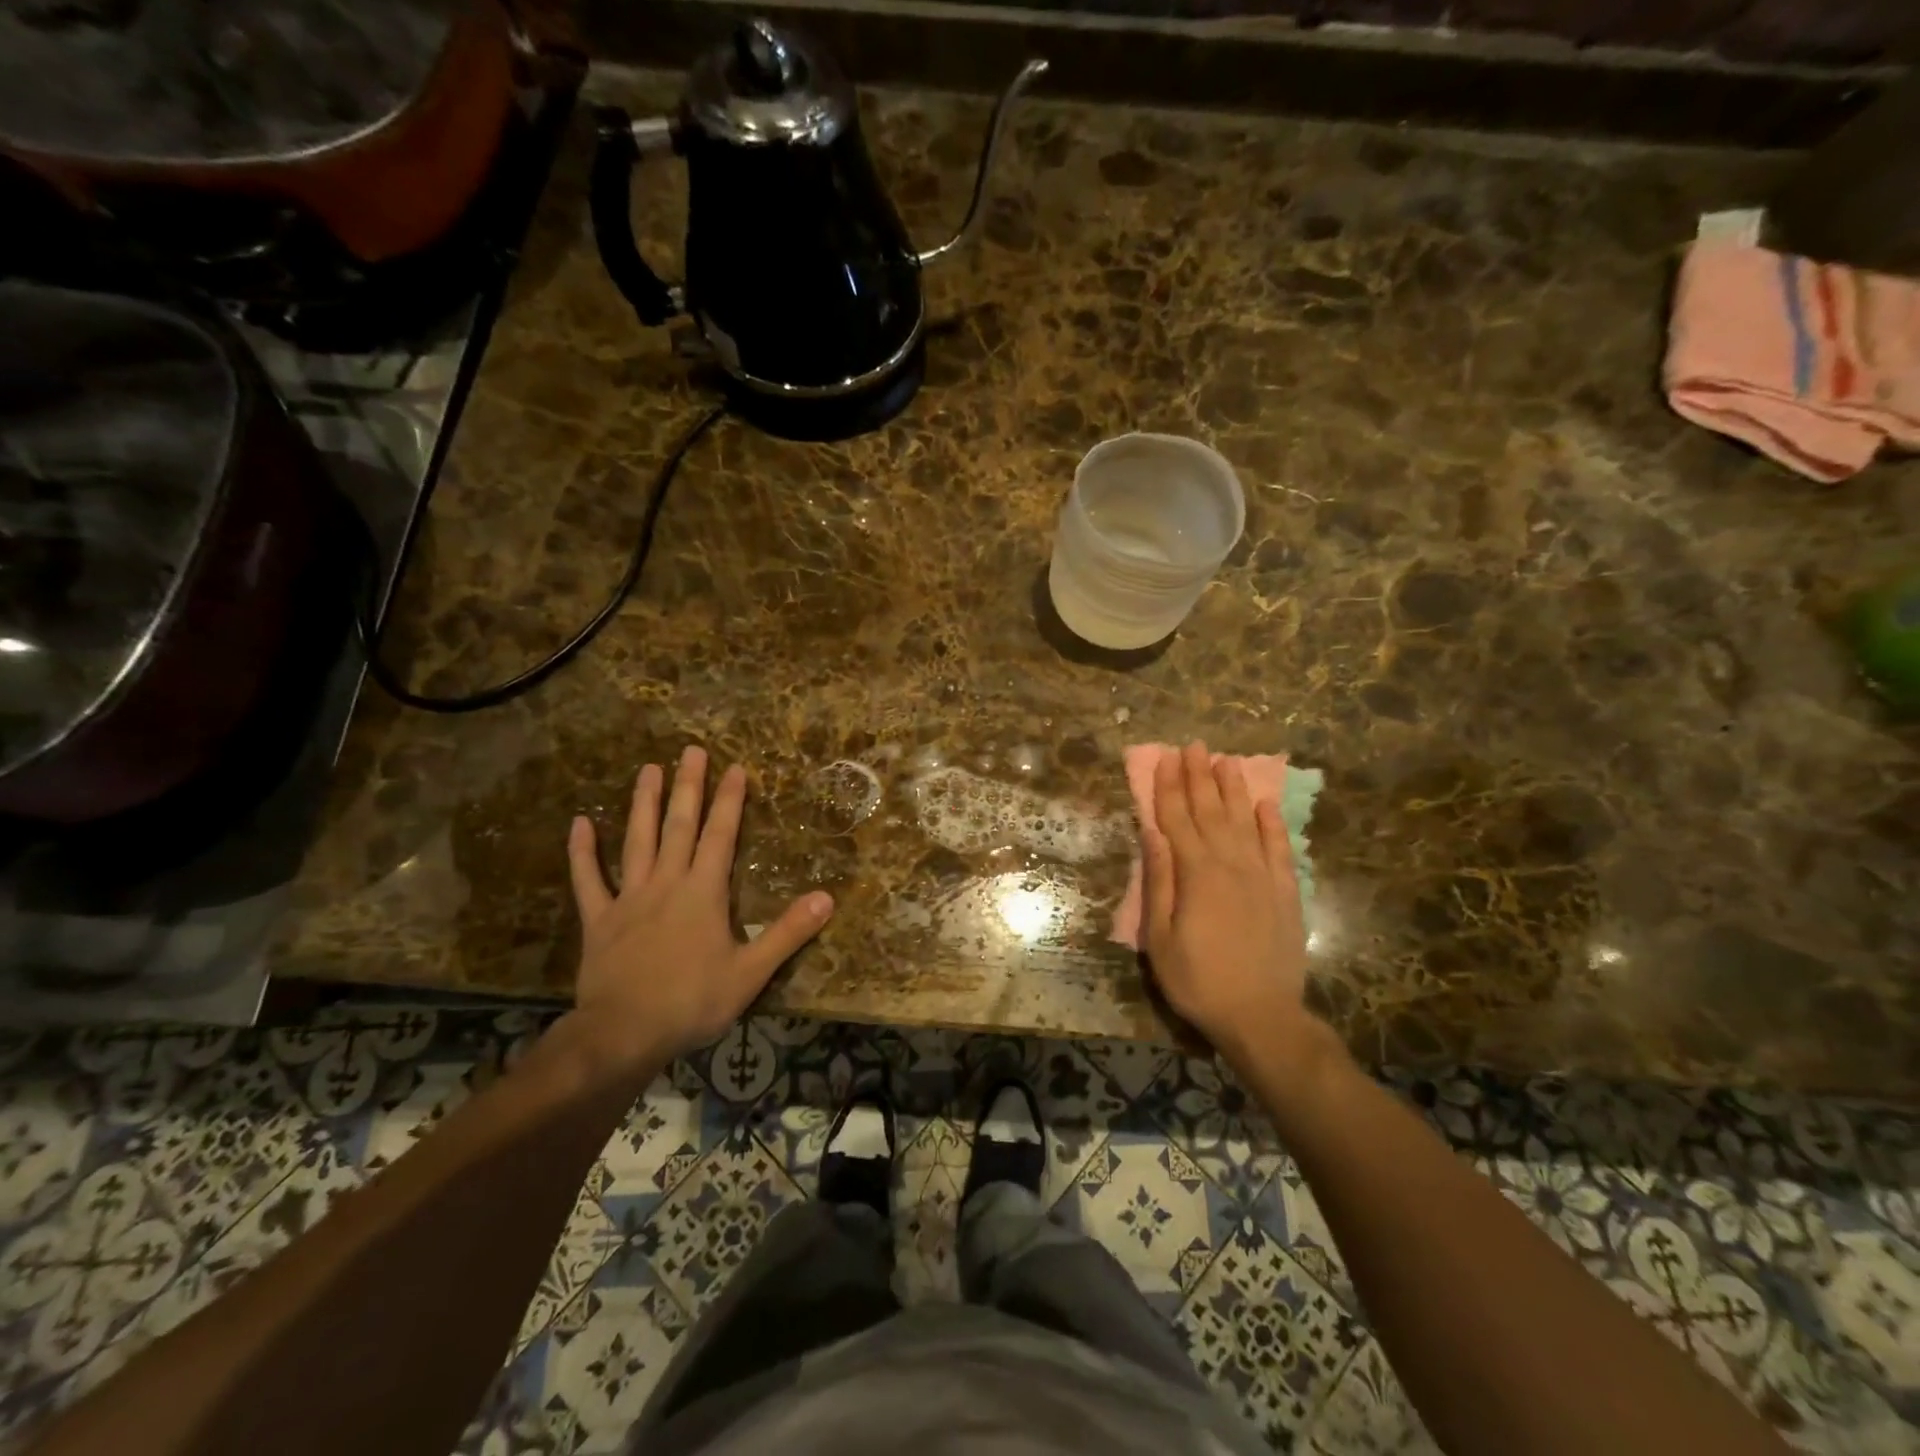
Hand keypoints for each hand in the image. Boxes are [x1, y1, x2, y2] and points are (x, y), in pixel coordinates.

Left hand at [565, 746, 834, 1070]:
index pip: (720, 835)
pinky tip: (579, 823)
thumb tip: (827, 897)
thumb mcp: (751, 972)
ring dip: (643, 804)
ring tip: (648, 769)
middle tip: (691, 750)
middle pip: (679, 826)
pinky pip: (588, 880)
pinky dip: (583, 852)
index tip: (734, 767)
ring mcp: (629, 898)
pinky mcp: (599, 920)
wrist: (623, 1034)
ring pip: (637, 841)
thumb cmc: (692, 1002)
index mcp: (703, 892)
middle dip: (688, 786)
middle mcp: (666, 883)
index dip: (729, 800)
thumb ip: (788, 932)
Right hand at [1142, 741, 1313, 1067]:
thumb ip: (1159, 882)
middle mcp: (1231, 864)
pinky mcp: (1285, 893)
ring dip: (1233, 789)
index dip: (1169, 787)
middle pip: (1211, 811)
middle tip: (1194, 745)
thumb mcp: (1160, 937)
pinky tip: (1264, 804)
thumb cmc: (1198, 980)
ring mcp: (1262, 876)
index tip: (1165, 758)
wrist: (1262, 1016)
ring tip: (1225, 761)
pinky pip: (1279, 849)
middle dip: (1199, 776)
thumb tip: (1153, 834)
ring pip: (1245, 821)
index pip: (1177, 819)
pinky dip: (1272, 824)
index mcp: (1196, 873)